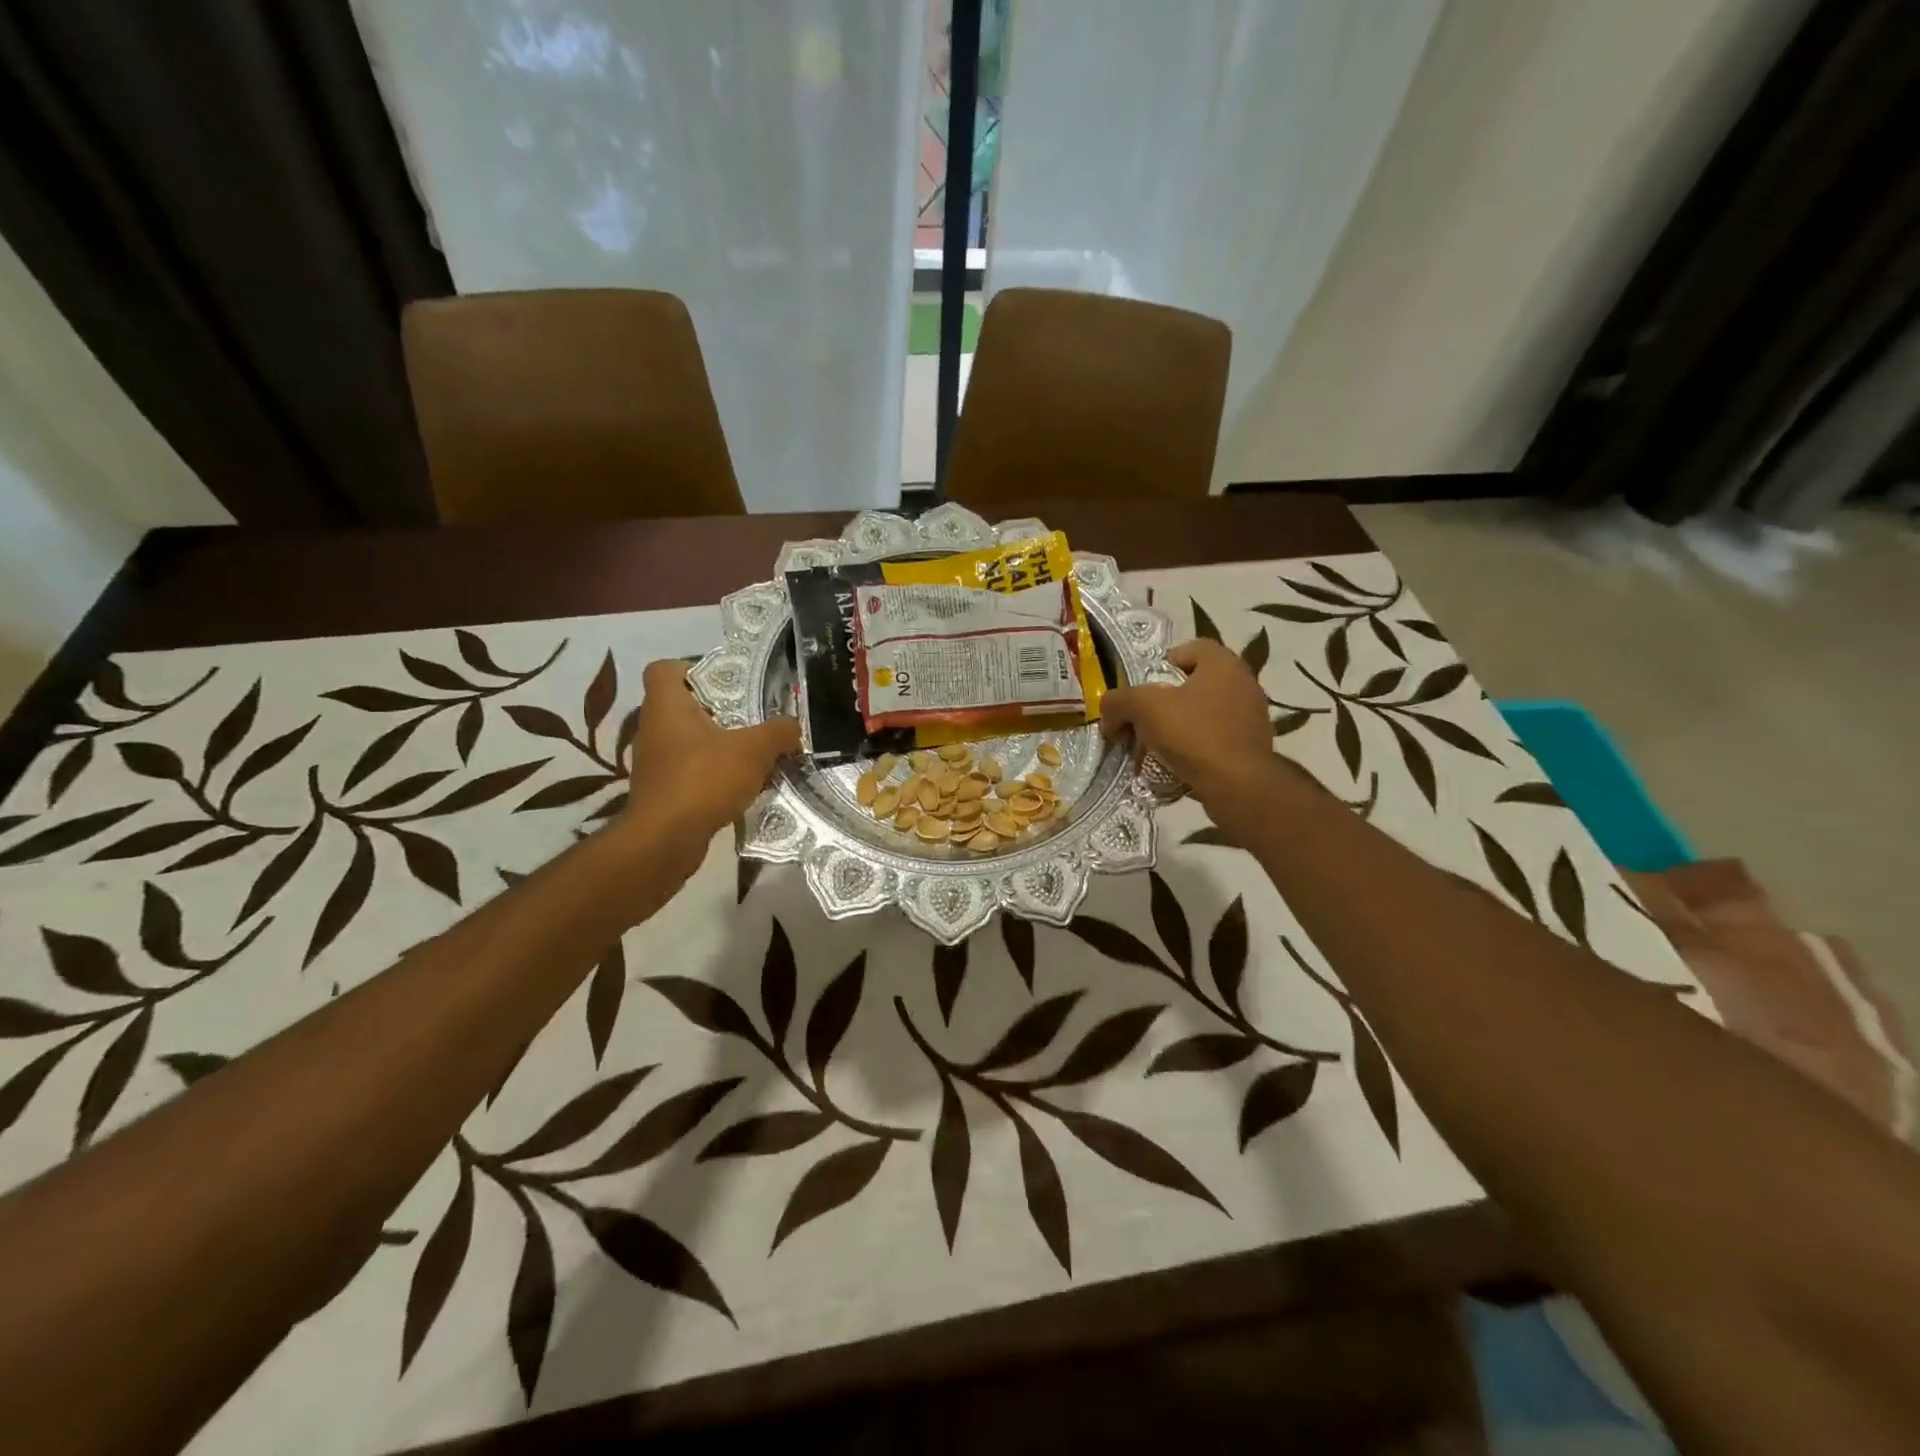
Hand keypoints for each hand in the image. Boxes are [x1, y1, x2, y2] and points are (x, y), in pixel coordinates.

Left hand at [626, 660, 800, 840]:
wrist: (665, 840)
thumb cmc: (703, 780)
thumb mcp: (753, 750)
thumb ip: (779, 732)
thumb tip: (795, 727)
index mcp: (667, 706)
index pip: (664, 669)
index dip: (692, 667)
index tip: (726, 682)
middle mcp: (654, 728)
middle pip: (684, 706)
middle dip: (720, 710)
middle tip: (753, 717)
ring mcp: (655, 762)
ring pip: (690, 741)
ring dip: (720, 745)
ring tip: (755, 753)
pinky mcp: (662, 791)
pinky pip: (692, 771)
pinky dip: (714, 774)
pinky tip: (743, 785)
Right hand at [1101, 639, 1290, 808]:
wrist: (1238, 786)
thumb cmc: (1193, 734)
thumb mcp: (1143, 708)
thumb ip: (1118, 702)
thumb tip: (1108, 715)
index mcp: (1223, 663)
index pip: (1189, 649)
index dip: (1161, 665)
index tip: (1144, 690)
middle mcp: (1243, 683)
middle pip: (1193, 683)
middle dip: (1165, 702)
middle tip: (1143, 721)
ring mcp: (1252, 716)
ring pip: (1204, 713)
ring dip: (1179, 726)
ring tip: (1157, 748)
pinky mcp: (1253, 746)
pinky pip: (1216, 738)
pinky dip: (1196, 747)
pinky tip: (1178, 764)